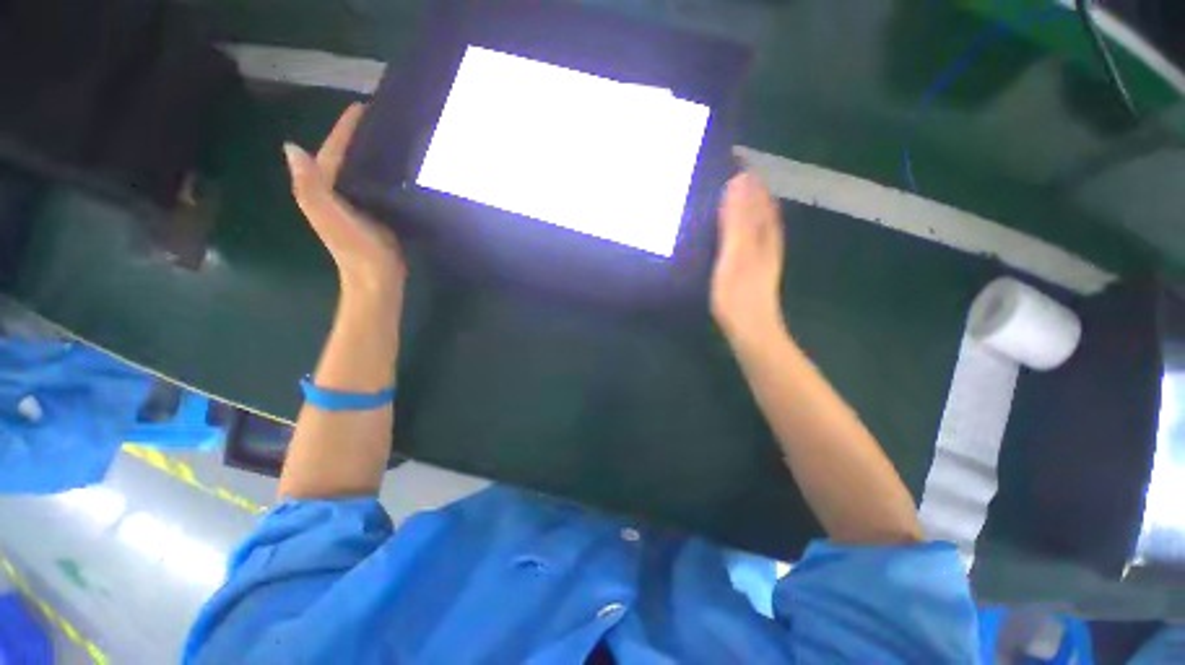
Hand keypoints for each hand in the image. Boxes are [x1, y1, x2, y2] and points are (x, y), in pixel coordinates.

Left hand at [284, 103, 406, 296]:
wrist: (377, 276)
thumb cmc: (353, 246)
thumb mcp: (327, 215)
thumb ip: (310, 185)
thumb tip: (292, 147)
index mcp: (324, 189)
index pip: (332, 151)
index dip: (344, 129)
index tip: (362, 107)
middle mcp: (339, 193)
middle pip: (346, 158)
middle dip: (359, 137)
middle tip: (381, 119)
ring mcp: (359, 205)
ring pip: (363, 172)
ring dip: (373, 154)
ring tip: (393, 139)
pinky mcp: (378, 215)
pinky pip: (379, 187)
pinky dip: (387, 175)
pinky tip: (401, 170)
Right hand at [710, 170, 785, 340]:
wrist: (751, 329)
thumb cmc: (739, 293)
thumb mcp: (735, 254)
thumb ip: (736, 221)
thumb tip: (738, 183)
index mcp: (762, 233)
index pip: (758, 196)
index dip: (749, 178)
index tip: (735, 159)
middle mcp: (767, 240)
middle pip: (762, 207)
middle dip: (751, 189)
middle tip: (733, 173)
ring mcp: (763, 256)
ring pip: (760, 222)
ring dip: (750, 206)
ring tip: (736, 194)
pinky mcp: (755, 268)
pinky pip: (754, 237)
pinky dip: (747, 226)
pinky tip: (739, 230)